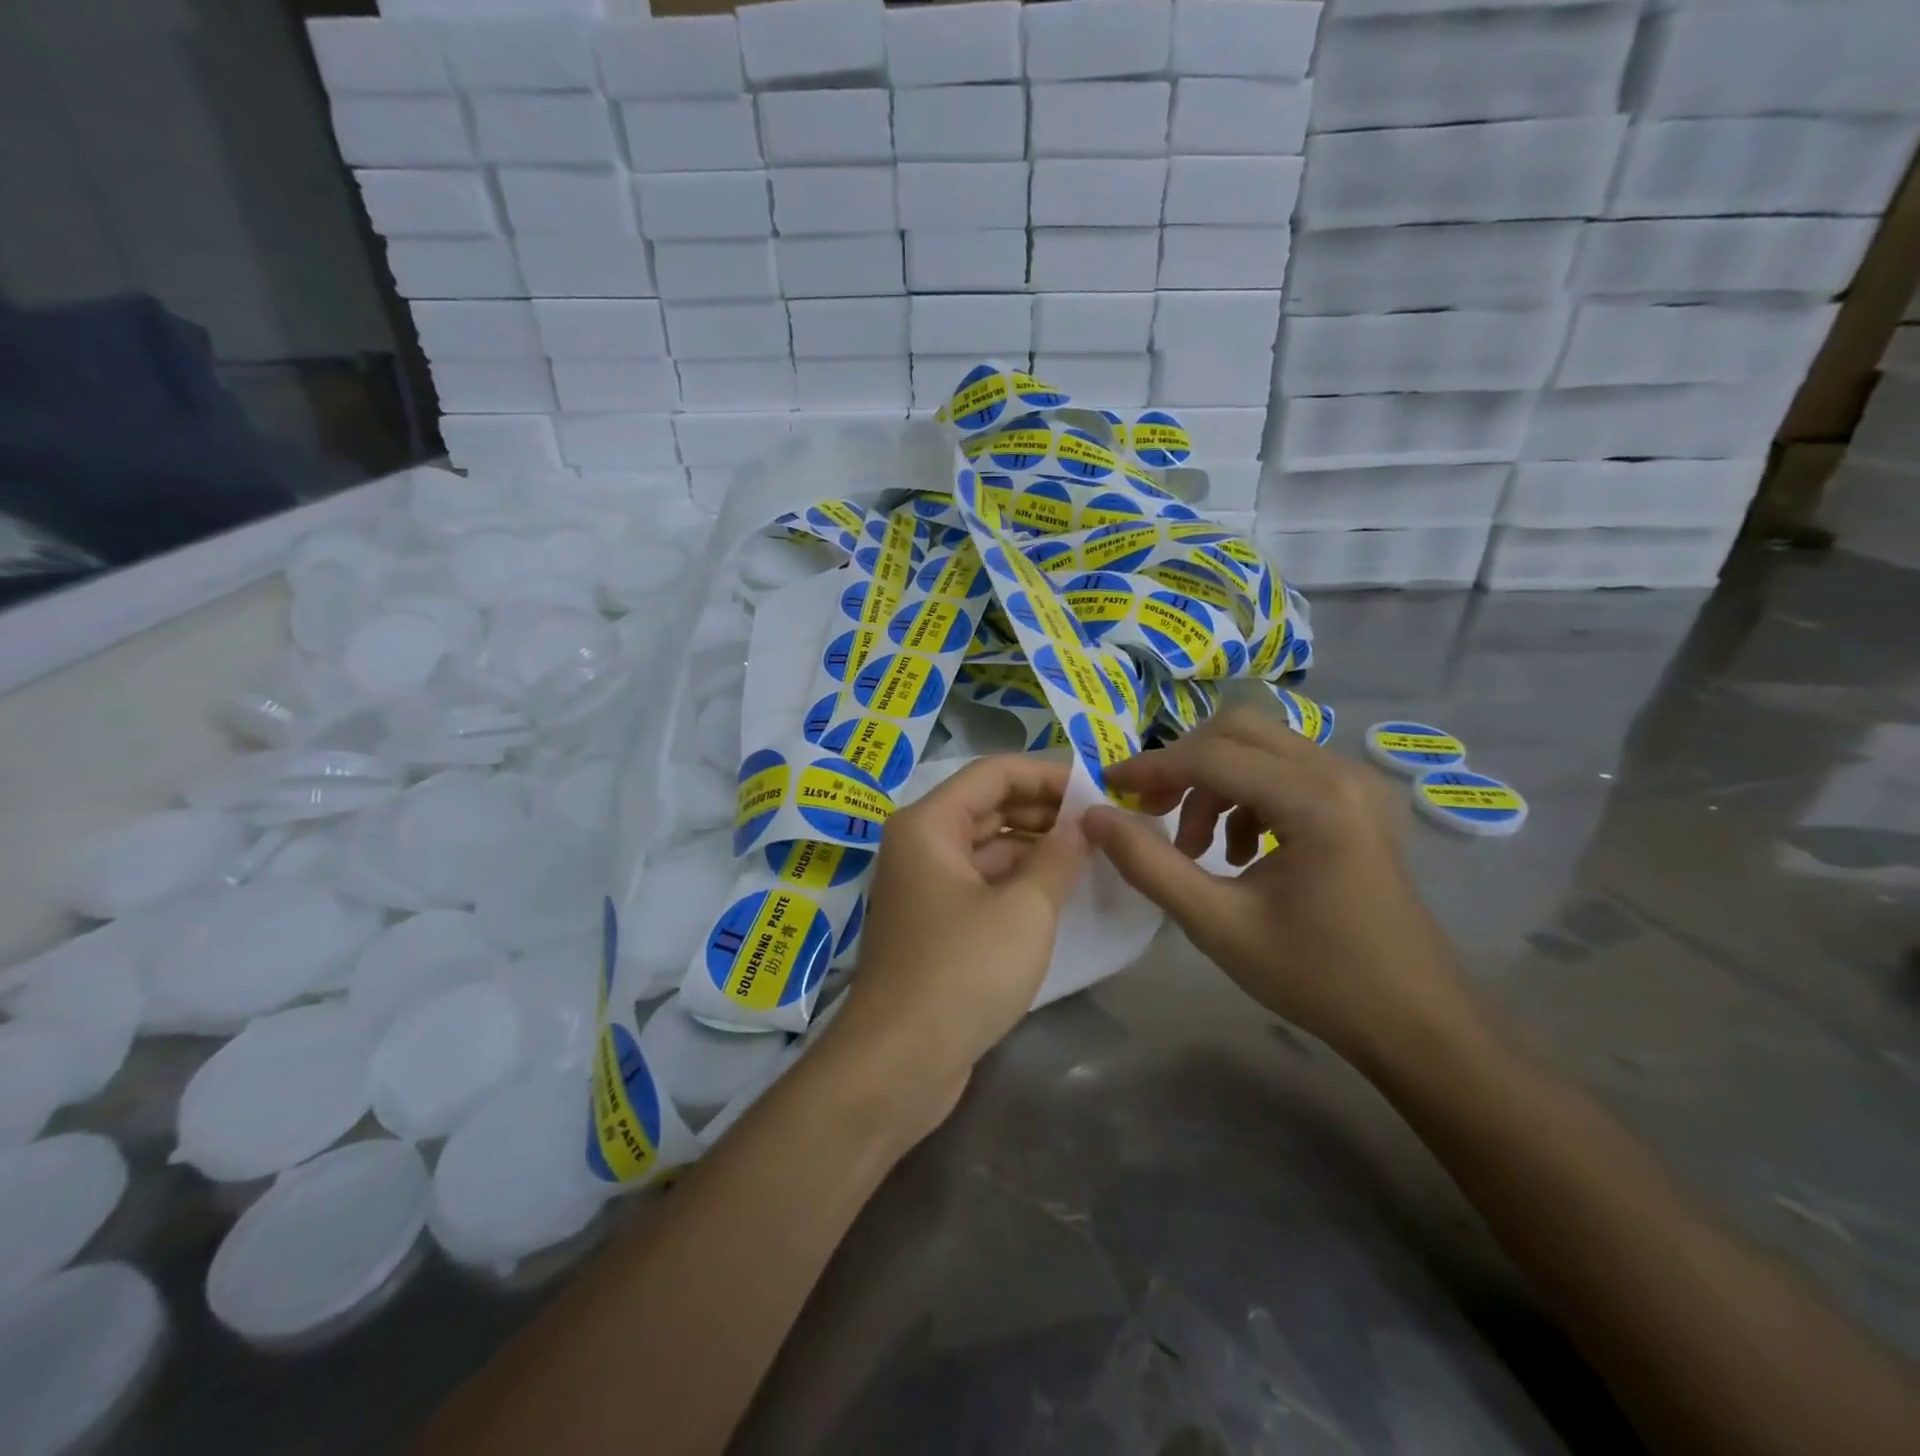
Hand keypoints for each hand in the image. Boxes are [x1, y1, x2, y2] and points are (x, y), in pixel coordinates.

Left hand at [824, 755, 1091, 1135]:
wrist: (898, 1063)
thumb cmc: (962, 972)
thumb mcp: (1024, 909)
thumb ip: (1059, 856)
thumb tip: (1084, 823)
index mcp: (928, 824)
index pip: (993, 773)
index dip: (1047, 775)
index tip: (1097, 790)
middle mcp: (920, 845)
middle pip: (988, 806)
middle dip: (1044, 810)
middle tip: (1102, 823)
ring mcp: (925, 886)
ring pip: (987, 846)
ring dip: (1035, 846)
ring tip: (1092, 854)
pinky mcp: (936, 924)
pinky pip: (982, 883)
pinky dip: (1018, 880)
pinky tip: (1061, 891)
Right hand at [1082, 707, 1469, 1068]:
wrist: (1415, 1022)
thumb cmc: (1316, 977)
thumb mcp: (1217, 924)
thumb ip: (1149, 865)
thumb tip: (1094, 817)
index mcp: (1315, 799)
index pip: (1211, 756)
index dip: (1150, 768)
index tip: (1106, 787)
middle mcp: (1340, 773)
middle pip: (1238, 731)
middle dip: (1183, 766)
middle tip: (1151, 812)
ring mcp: (1357, 783)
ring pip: (1260, 747)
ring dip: (1213, 783)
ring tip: (1196, 846)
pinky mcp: (1360, 801)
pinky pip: (1285, 770)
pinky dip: (1245, 794)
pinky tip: (1239, 849)